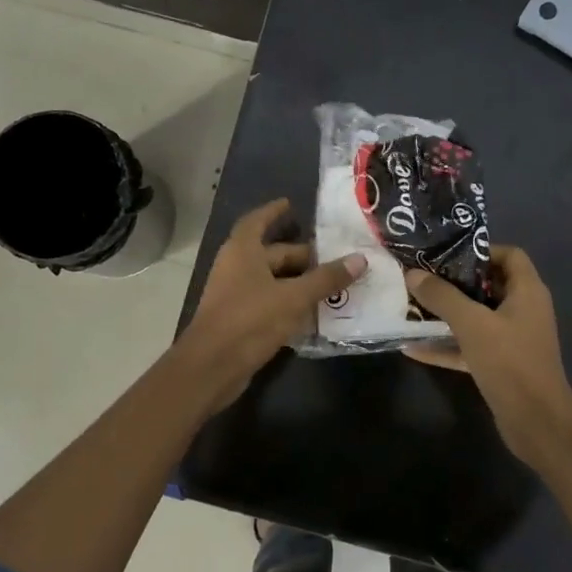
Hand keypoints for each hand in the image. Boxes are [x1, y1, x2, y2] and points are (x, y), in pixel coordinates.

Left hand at [178, 199, 365, 412]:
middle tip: (335, 256)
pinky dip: (291, 303)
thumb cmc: (250, 320)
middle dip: (302, 255)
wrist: (212, 367)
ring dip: (299, 281)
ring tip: (332, 282)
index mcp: (243, 251)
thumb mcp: (294, 297)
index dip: (274, 212)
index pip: (257, 221)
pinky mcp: (240, 321)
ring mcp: (236, 296)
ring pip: (273, 281)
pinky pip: (270, 303)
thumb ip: (326, 279)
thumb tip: (360, 259)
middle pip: (272, 254)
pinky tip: (315, 311)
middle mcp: (236, 268)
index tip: (292, 205)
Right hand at [404, 248, 571, 466]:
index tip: (446, 254)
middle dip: (454, 283)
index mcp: (527, 291)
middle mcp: (523, 310)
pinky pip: (470, 346)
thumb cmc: (510, 361)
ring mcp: (512, 339)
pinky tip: (413, 348)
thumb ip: (442, 297)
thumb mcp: (472, 324)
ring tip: (411, 308)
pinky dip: (446, 346)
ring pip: (476, 318)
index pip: (509, 255)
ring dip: (446, 315)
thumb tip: (412, 274)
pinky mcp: (500, 364)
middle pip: (488, 285)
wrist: (536, 421)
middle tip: (421, 279)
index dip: (480, 250)